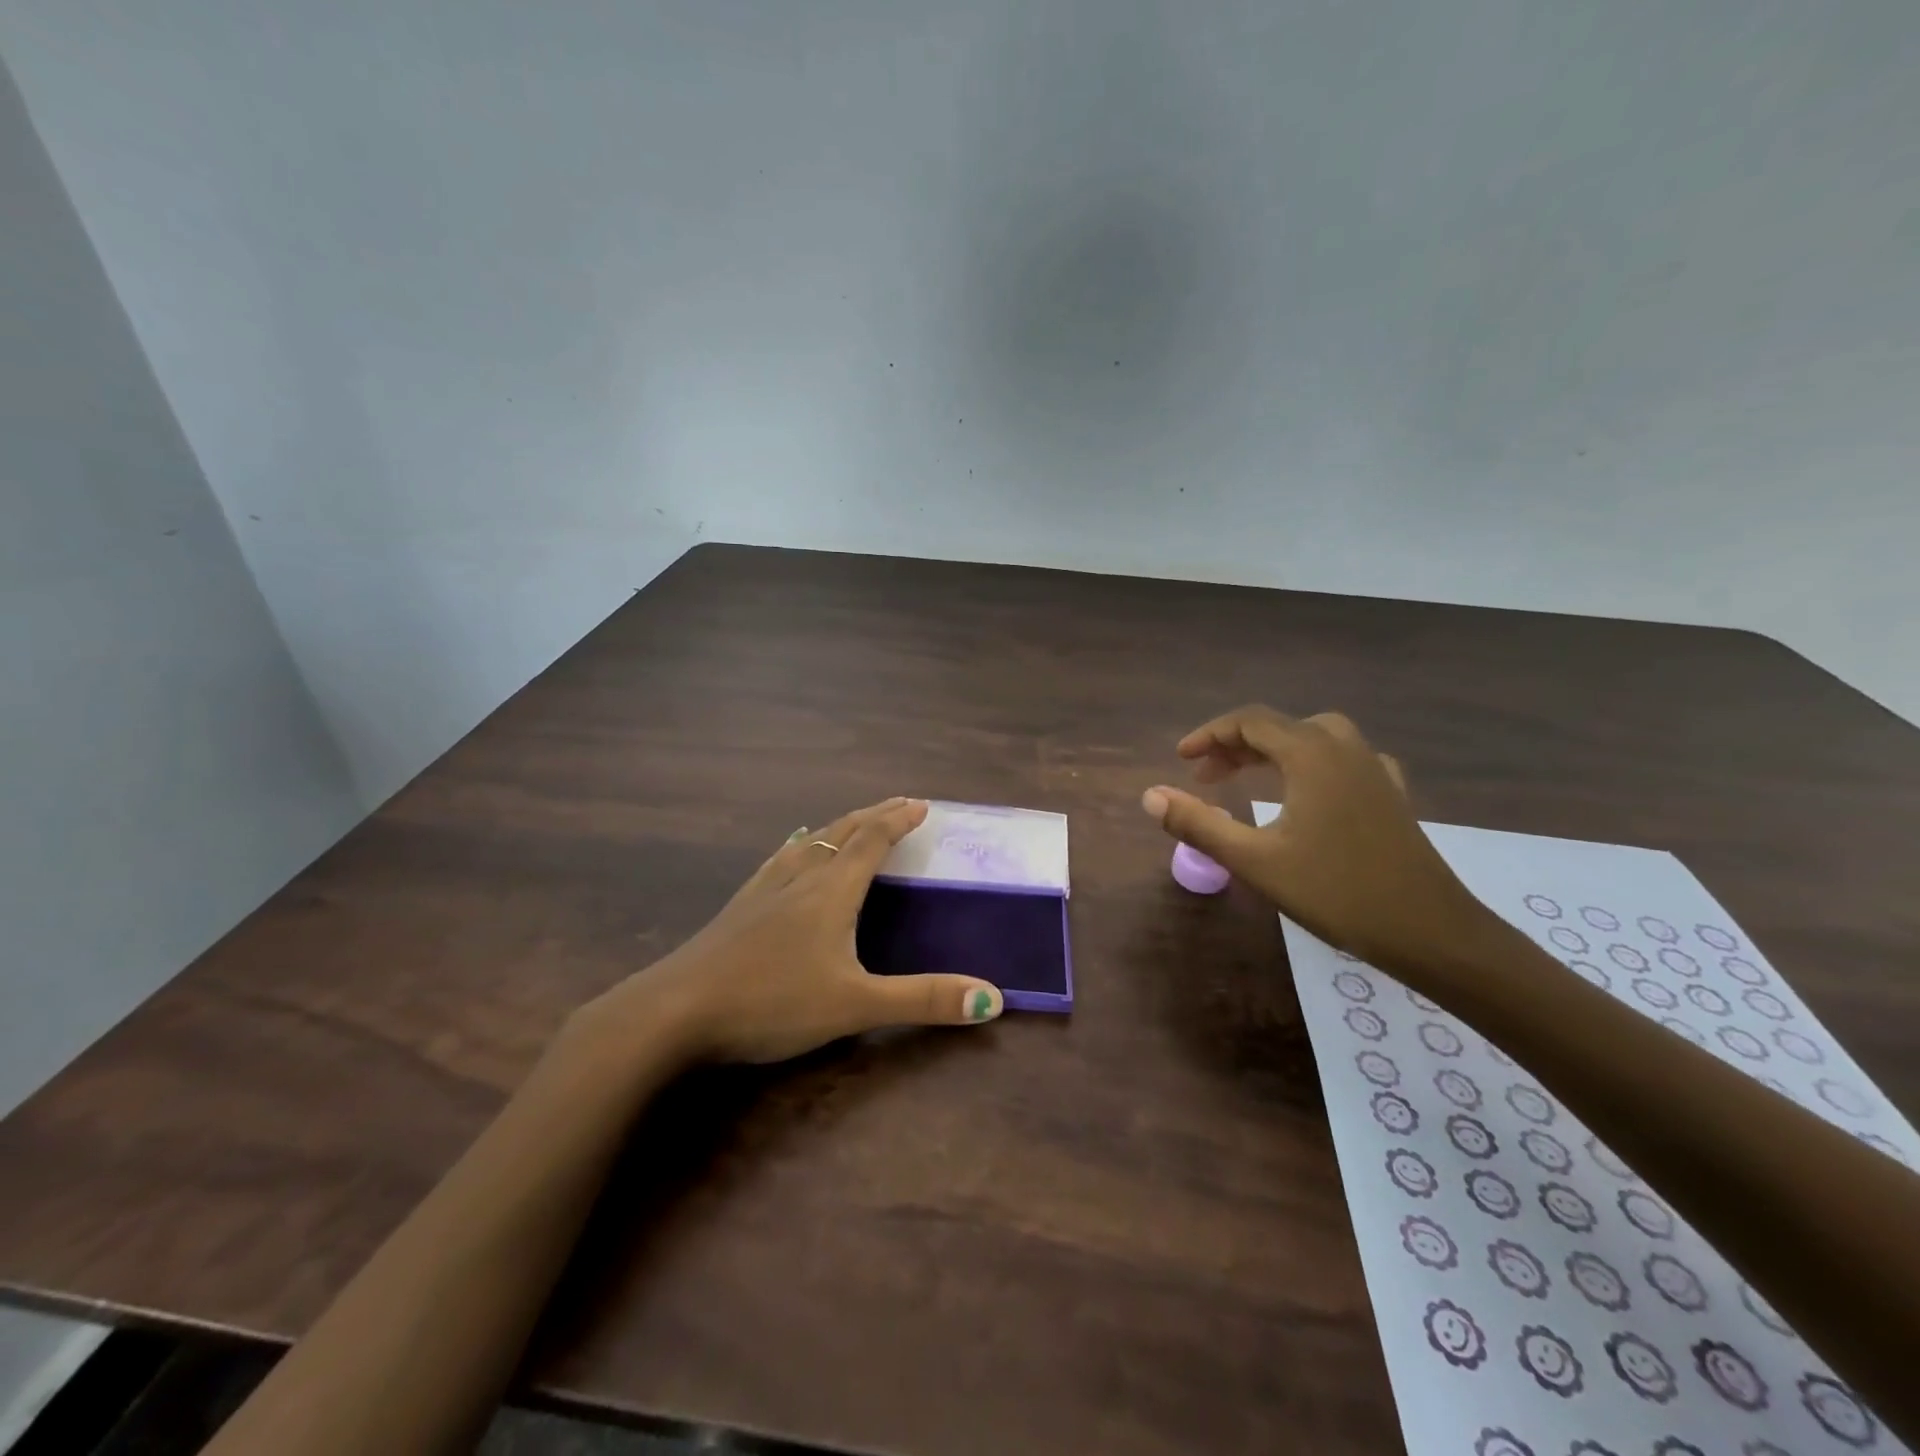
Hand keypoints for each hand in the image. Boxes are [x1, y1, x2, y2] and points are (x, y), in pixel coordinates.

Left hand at [589, 797, 1003, 1064]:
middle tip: (898, 804)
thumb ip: (923, 1000)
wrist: (675, 1011)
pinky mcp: (739, 907)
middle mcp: (800, 877)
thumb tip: (992, 998)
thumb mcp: (855, 1005)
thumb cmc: (772, 1001)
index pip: (872, 840)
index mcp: (832, 890)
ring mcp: (764, 889)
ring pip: (810, 843)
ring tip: (854, 822)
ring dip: (840, 827)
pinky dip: (802, 846)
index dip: (898, 820)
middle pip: (843, 832)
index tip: (921, 805)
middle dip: (874, 816)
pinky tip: (790, 851)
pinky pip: (781, 860)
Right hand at [1141, 706, 1494, 973]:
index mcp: (1311, 755)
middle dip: (1237, 744)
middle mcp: (1344, 749)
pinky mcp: (1392, 796)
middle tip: (1207, 776)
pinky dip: (1313, 764)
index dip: (1209, 735)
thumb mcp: (1254, 860)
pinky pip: (1344, 759)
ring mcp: (1374, 770)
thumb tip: (1150, 795)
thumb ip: (1198, 823)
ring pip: (1315, 738)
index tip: (1181, 760)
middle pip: (1281, 726)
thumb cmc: (1336, 892)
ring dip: (1275, 750)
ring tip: (1250, 778)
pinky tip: (1310, 791)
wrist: (1431, 932)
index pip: (1249, 721)